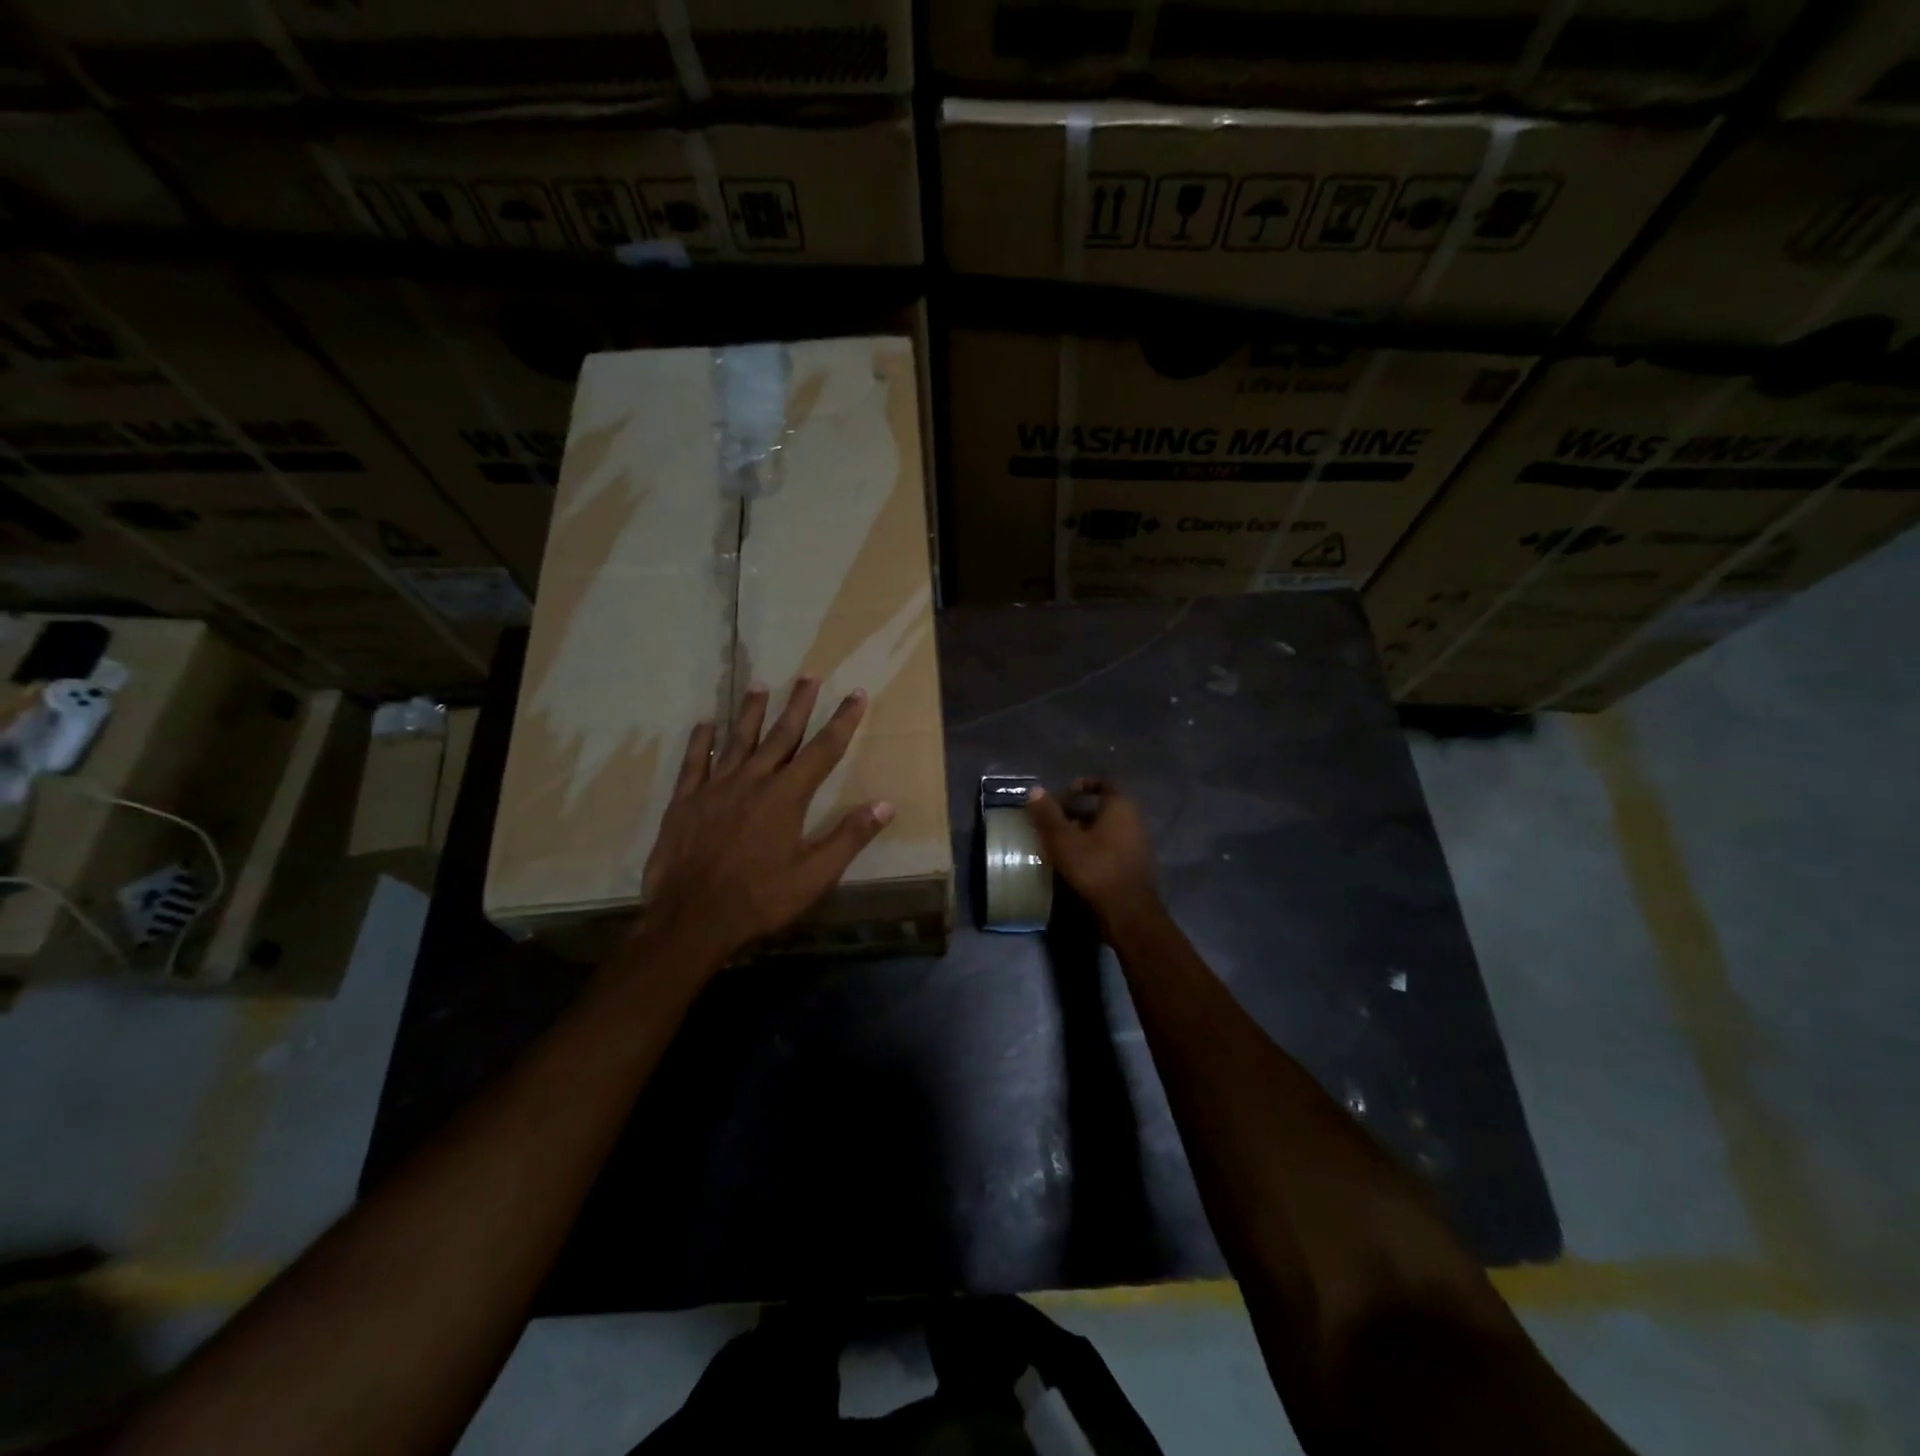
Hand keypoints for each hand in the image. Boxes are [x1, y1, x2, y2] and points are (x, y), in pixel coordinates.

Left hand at [638, 678, 892, 965]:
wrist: (691, 919)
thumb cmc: (760, 899)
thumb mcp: (814, 875)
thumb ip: (849, 837)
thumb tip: (885, 805)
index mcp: (787, 796)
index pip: (823, 750)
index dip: (843, 721)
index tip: (856, 694)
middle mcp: (753, 781)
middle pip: (781, 734)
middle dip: (799, 704)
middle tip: (810, 675)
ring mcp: (715, 788)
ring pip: (738, 740)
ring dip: (751, 712)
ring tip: (761, 685)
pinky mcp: (685, 801)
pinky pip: (695, 762)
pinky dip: (701, 741)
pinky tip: (705, 723)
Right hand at [1027, 778, 1158, 932]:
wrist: (1128, 912)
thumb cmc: (1095, 868)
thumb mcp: (1063, 840)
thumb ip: (1048, 815)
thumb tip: (1035, 790)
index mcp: (1120, 807)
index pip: (1103, 784)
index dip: (1081, 786)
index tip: (1062, 795)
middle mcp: (1134, 820)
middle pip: (1103, 807)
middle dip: (1078, 811)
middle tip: (1054, 820)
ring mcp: (1138, 843)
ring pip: (1107, 828)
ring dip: (1085, 831)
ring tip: (1060, 841)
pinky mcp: (1135, 865)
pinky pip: (1113, 846)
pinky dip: (1095, 847)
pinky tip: (1076, 861)